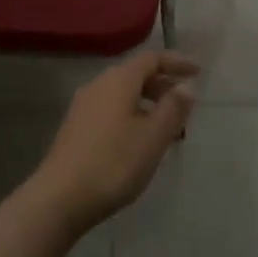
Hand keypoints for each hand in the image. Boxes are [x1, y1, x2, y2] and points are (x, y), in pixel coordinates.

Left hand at [33, 51, 198, 230]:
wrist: (59, 197)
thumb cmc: (113, 163)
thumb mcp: (153, 137)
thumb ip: (173, 109)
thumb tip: (186, 86)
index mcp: (119, 80)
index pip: (152, 58)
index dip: (176, 62)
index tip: (198, 72)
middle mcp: (98, 84)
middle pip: (135, 73)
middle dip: (162, 83)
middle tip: (184, 103)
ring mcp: (83, 105)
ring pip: (122, 92)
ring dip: (146, 101)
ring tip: (165, 125)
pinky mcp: (75, 126)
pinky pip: (110, 108)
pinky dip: (130, 113)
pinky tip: (137, 139)